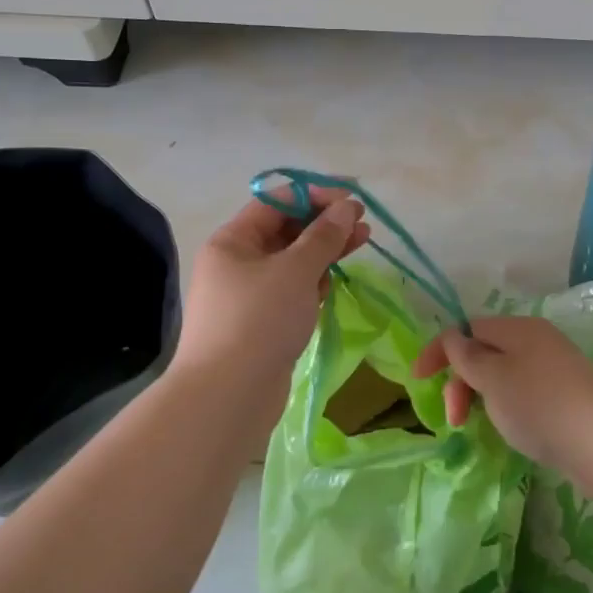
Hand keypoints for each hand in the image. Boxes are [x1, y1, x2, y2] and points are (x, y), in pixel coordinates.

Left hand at [173, 189, 369, 403]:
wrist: (229, 396)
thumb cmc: (260, 320)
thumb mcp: (296, 271)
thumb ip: (324, 236)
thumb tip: (346, 208)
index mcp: (232, 241)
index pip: (275, 203)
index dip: (314, 196)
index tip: (351, 199)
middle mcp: (235, 263)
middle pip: (285, 231)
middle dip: (324, 224)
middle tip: (363, 222)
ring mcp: (247, 295)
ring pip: (292, 262)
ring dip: (324, 251)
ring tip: (362, 242)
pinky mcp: (261, 323)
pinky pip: (291, 291)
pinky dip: (313, 282)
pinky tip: (334, 281)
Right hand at [411, 316, 592, 476]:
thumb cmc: (539, 405)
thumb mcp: (492, 379)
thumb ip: (467, 356)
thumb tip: (454, 339)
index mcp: (518, 328)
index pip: (467, 328)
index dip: (438, 350)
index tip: (417, 381)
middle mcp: (536, 339)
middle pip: (484, 351)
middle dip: (460, 381)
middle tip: (454, 418)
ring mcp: (553, 367)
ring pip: (501, 373)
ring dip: (480, 395)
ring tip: (479, 425)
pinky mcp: (565, 394)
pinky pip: (521, 390)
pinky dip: (504, 405)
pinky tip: (507, 427)